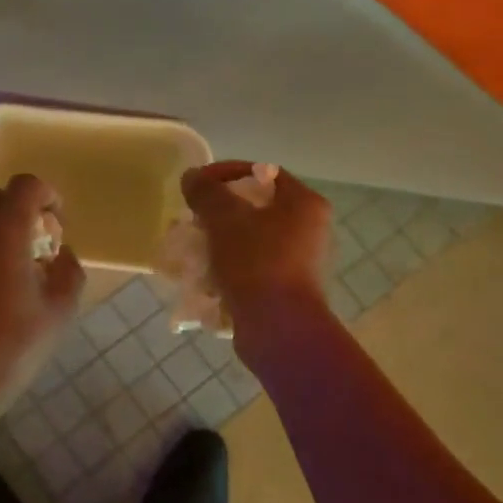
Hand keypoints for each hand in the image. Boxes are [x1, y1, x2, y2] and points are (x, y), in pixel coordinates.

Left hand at [0, 173, 84, 424]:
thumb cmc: (13, 346)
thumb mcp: (60, 311)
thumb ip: (68, 272)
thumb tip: (61, 256)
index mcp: (4, 234)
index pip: (24, 186)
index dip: (46, 194)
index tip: (57, 221)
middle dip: (19, 208)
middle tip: (38, 242)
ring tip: (16, 270)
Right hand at [180, 162, 331, 320]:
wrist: (278, 329)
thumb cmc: (257, 263)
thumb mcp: (224, 218)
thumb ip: (206, 192)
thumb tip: (192, 177)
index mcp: (304, 204)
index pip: (264, 173)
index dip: (226, 173)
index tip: (198, 185)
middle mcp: (309, 230)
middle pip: (256, 208)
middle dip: (218, 211)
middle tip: (192, 218)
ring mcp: (300, 263)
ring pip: (250, 240)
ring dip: (219, 241)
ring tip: (192, 248)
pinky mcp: (286, 290)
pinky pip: (251, 268)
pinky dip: (228, 267)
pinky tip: (204, 276)